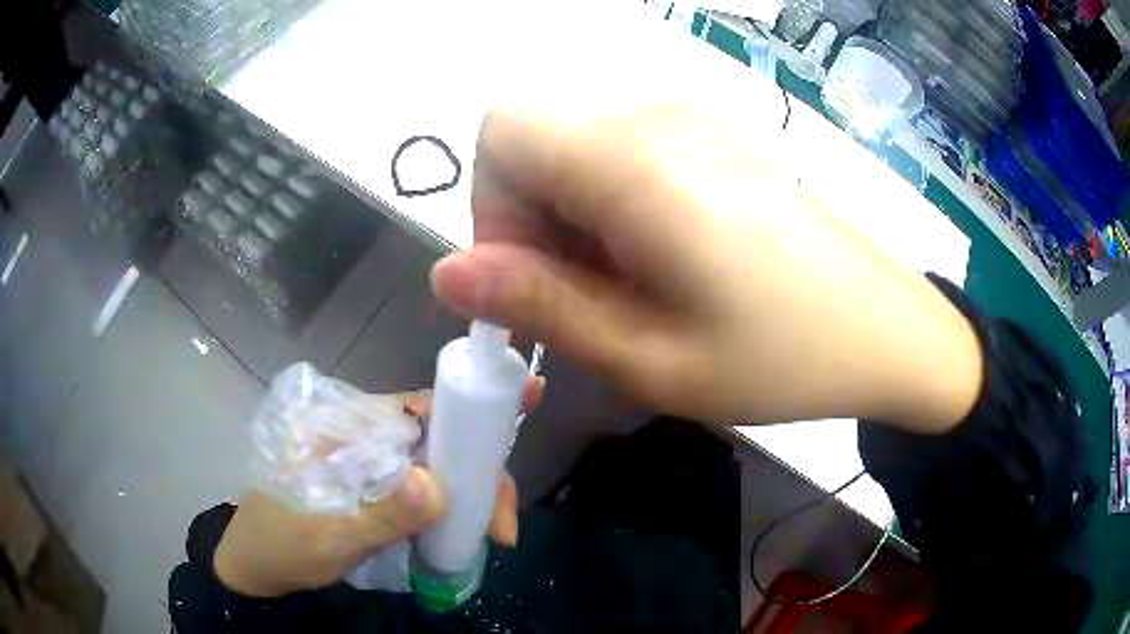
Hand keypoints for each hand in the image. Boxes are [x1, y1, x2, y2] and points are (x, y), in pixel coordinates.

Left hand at [213, 379, 544, 596]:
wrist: (257, 567)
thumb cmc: (281, 543)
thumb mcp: (328, 535)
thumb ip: (380, 513)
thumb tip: (439, 484)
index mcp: (346, 427)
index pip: (418, 405)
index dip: (470, 406)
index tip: (525, 405)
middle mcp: (365, 436)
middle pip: (439, 438)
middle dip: (481, 473)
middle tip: (504, 526)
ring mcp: (373, 464)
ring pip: (439, 465)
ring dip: (473, 494)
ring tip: (495, 533)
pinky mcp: (378, 490)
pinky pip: (427, 490)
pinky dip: (453, 507)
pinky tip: (469, 529)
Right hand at [431, 105, 980, 431]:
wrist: (885, 328)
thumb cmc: (781, 357)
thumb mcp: (650, 359)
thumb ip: (539, 306)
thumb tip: (448, 274)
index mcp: (633, 161)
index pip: (501, 129)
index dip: (492, 205)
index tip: (533, 278)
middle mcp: (655, 117)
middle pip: (534, 136)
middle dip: (529, 216)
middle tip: (589, 298)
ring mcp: (690, 121)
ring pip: (574, 147)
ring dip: (572, 215)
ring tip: (634, 287)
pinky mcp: (712, 137)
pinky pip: (621, 153)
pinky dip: (611, 204)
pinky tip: (665, 258)